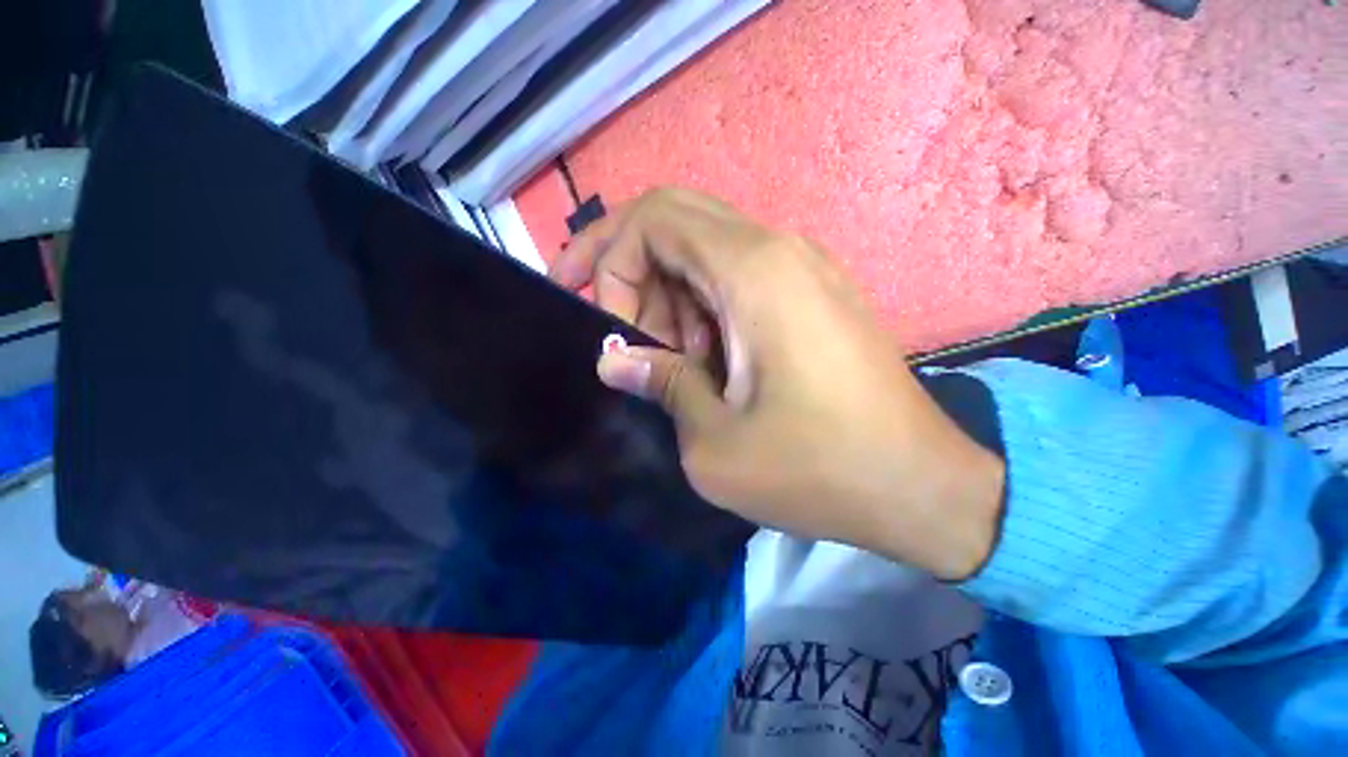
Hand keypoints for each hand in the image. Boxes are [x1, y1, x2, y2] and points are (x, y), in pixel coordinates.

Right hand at [552, 188, 1004, 579]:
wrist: (921, 485)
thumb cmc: (818, 469)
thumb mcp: (715, 441)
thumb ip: (660, 384)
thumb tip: (612, 359)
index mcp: (753, 271)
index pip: (652, 218)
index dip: (607, 258)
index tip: (601, 323)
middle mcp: (779, 251)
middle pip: (676, 223)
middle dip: (628, 270)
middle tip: (619, 336)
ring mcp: (802, 270)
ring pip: (704, 253)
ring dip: (669, 298)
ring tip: (672, 362)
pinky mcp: (813, 296)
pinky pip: (737, 279)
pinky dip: (703, 309)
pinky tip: (709, 361)